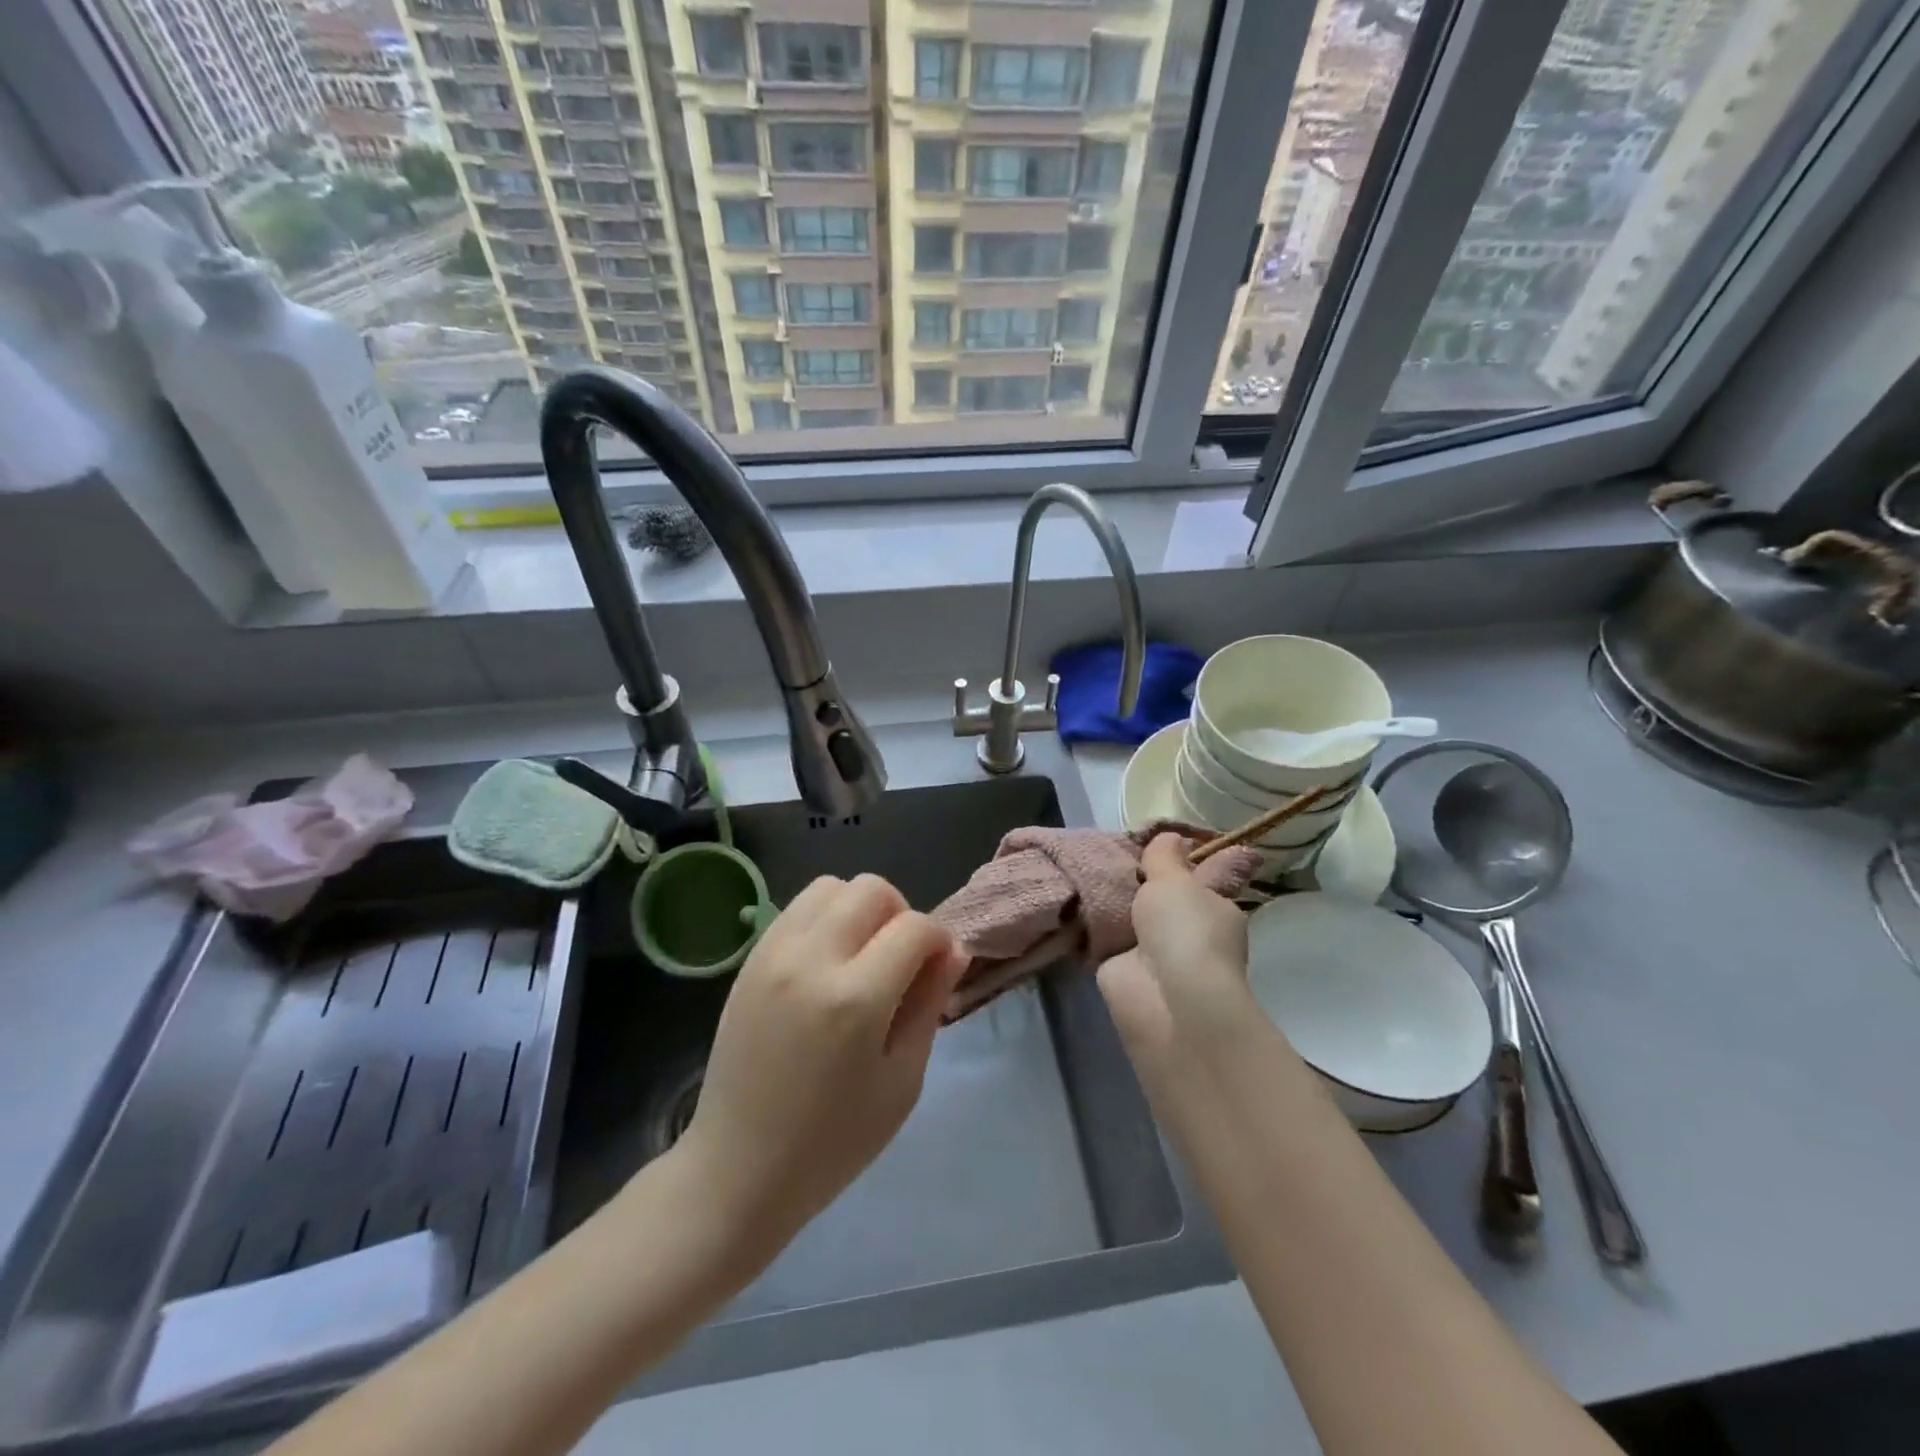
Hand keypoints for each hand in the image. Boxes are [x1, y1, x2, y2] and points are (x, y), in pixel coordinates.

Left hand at [672, 874, 967, 1257]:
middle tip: (901, 960)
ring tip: (862, 955)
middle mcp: (812, 960)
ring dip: (859, 909)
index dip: (939, 941)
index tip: (938, 968)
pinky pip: (797, 908)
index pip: (914, 928)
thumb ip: (929, 1005)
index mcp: (856, 999)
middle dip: (901, 915)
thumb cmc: (833, 1141)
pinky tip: (828, 962)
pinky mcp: (750, 959)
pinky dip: (824, 918)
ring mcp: (773, 954)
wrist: (738, 1168)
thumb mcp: (902, 1082)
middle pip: (872, 889)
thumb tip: (954, 950)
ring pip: (831, 886)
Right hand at [1097, 833, 1258, 1075]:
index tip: (1151, 841)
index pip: (1199, 879)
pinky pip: (1104, 938)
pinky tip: (1069, 901)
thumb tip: (1169, 836)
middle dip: (1137, 881)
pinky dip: (1089, 926)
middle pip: (1159, 898)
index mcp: (1216, 909)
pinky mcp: (1122, 969)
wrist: (1166, 999)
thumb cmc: (1184, 930)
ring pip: (1130, 917)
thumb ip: (1165, 857)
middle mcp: (1188, 932)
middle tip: (1106, 852)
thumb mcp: (1176, 880)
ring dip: (1111, 903)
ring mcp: (1154, 954)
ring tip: (1080, 868)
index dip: (1177, 860)